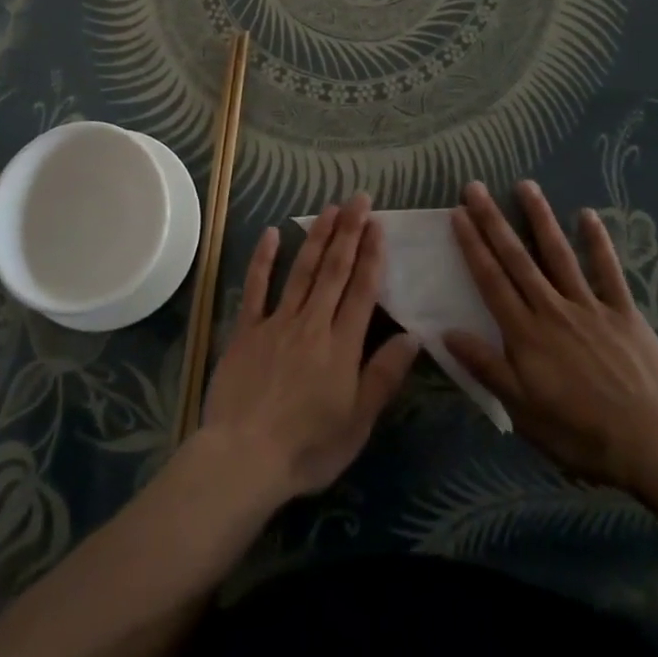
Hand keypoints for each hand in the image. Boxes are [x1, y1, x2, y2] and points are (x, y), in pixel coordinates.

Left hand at [199, 194, 417, 502]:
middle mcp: (312, 323)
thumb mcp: (358, 422)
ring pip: (302, 271)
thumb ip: (384, 376)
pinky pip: (256, 287)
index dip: (371, 255)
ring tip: (330, 208)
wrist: (244, 457)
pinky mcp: (246, 329)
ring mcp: (277, 322)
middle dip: (349, 232)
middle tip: (358, 199)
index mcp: (342, 346)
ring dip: (317, 237)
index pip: (362, 291)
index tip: (378, 224)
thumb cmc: (308, 448)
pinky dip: (264, 259)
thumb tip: (413, 336)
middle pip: (334, 270)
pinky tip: (272, 233)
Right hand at [445, 181, 657, 489]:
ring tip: (526, 185)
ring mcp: (589, 306)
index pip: (491, 280)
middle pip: (517, 258)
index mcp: (525, 332)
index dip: (472, 245)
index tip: (458, 214)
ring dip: (540, 218)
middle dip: (493, 221)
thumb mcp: (523, 410)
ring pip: (558, 254)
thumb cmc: (580, 433)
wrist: (651, 444)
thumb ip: (486, 367)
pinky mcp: (623, 312)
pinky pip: (608, 272)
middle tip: (475, 187)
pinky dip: (598, 243)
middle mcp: (551, 308)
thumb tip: (446, 332)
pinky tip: (588, 215)